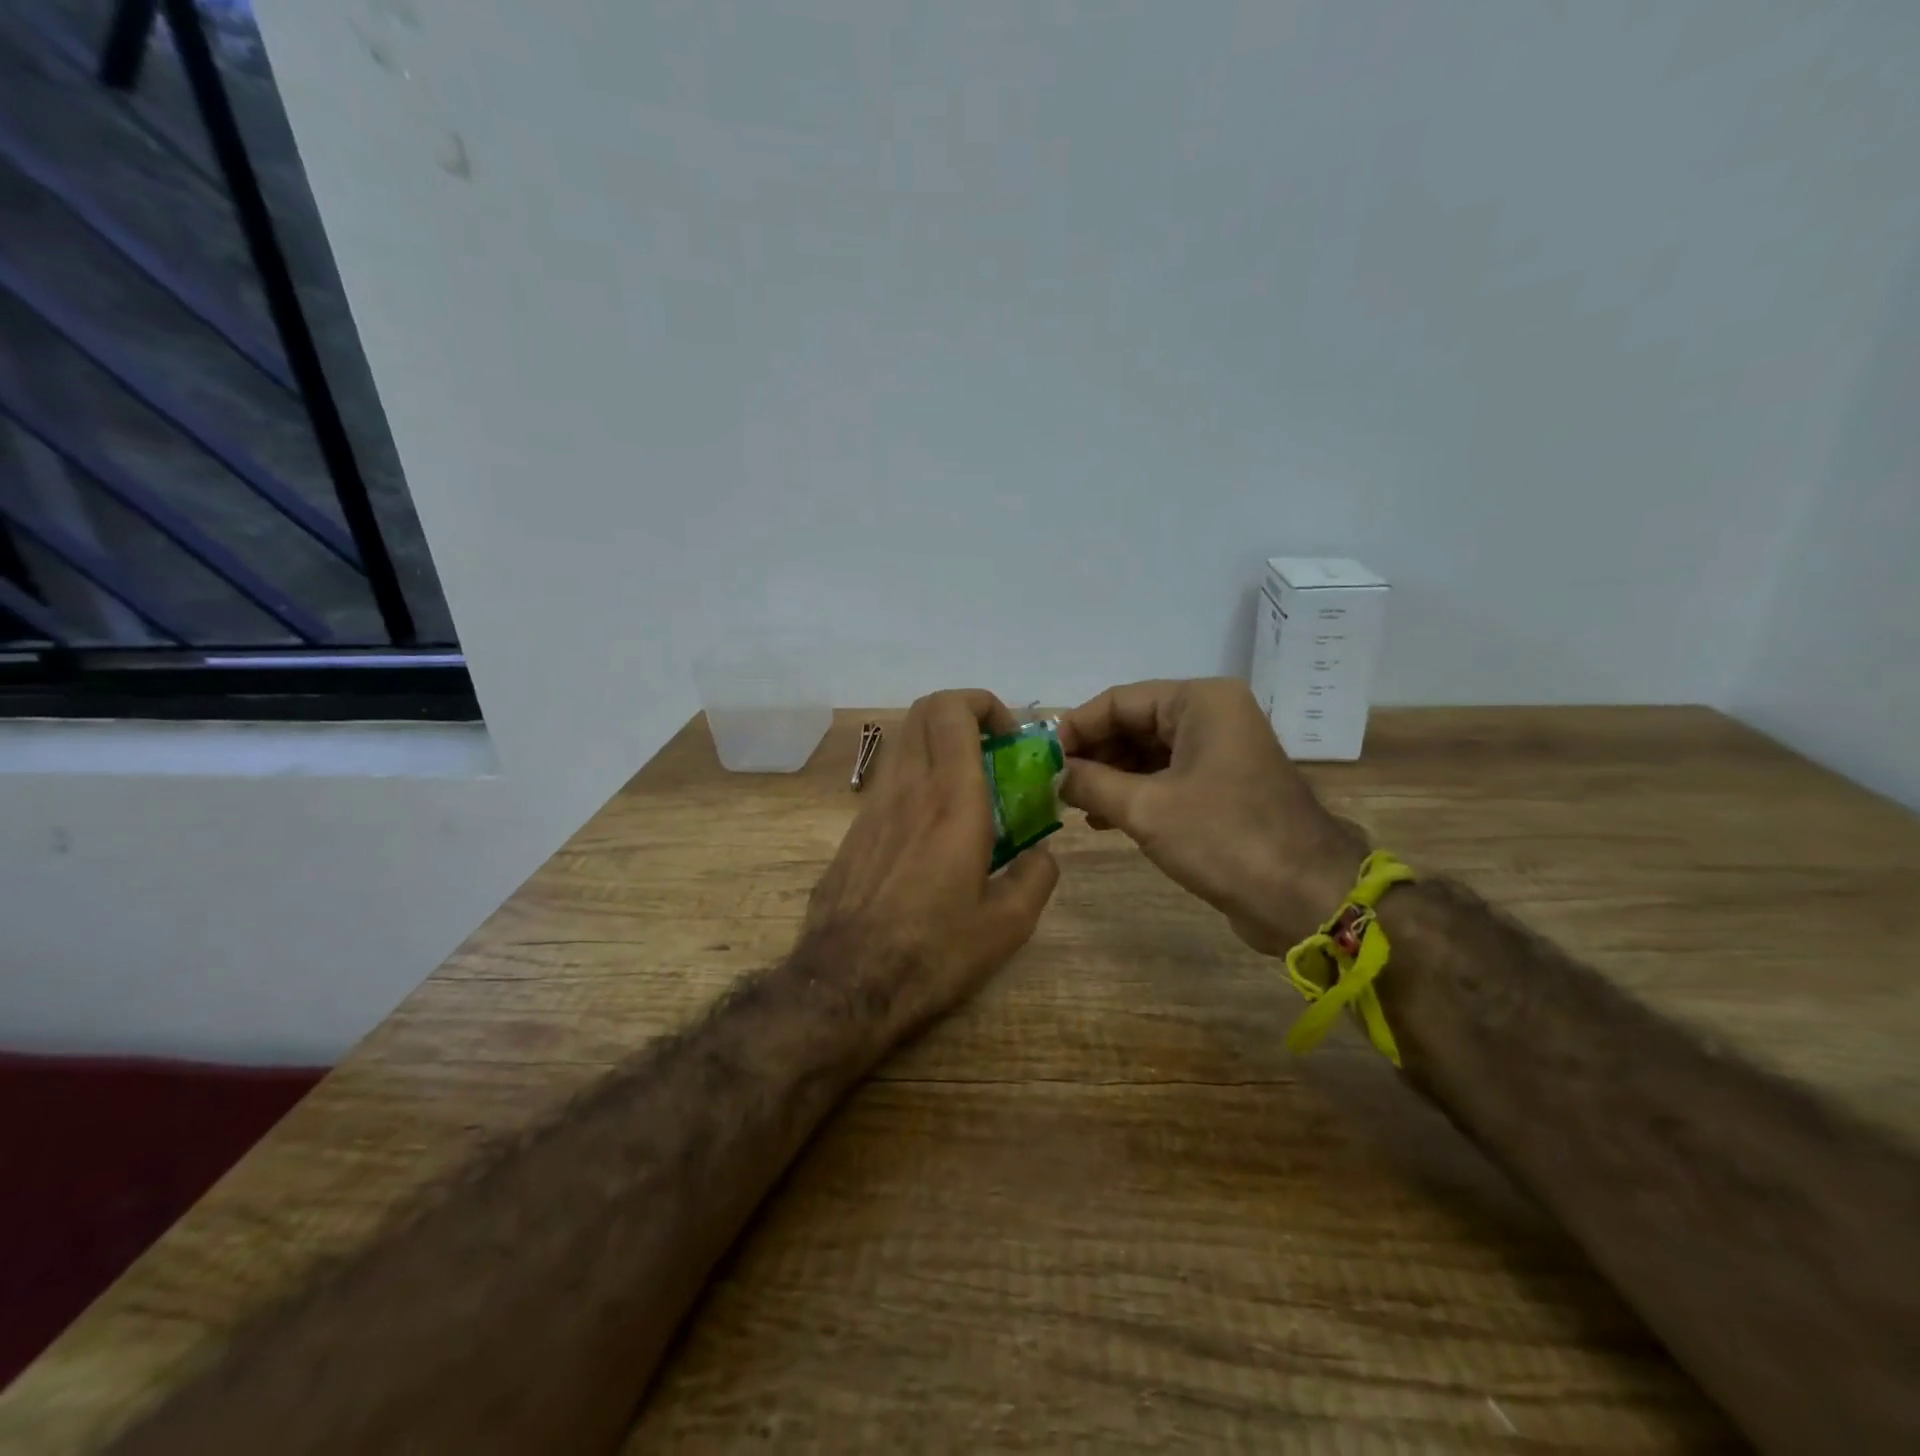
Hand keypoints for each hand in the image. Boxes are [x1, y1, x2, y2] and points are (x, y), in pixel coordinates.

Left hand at [802, 690, 1059, 1039]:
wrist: (847, 984)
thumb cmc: (934, 951)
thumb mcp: (1008, 924)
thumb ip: (1037, 876)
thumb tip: (1041, 855)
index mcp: (951, 799)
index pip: (954, 710)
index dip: (985, 704)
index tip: (1009, 738)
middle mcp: (907, 787)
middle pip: (924, 710)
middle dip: (963, 713)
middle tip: (991, 752)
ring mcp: (872, 806)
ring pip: (904, 743)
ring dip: (938, 746)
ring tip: (966, 792)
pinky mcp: (853, 831)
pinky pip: (889, 781)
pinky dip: (916, 779)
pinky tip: (931, 831)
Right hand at [1057, 678, 1364, 954]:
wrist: (1304, 898)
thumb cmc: (1223, 839)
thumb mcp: (1145, 808)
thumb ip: (1090, 783)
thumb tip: (1050, 772)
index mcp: (1200, 702)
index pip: (1119, 700)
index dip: (1076, 727)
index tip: (1040, 758)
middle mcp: (1211, 716)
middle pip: (1133, 723)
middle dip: (1091, 754)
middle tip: (1051, 784)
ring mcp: (1219, 752)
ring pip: (1147, 752)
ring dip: (1108, 776)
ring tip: (1070, 804)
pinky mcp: (1222, 787)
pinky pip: (1165, 777)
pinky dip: (1133, 793)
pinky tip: (1100, 819)